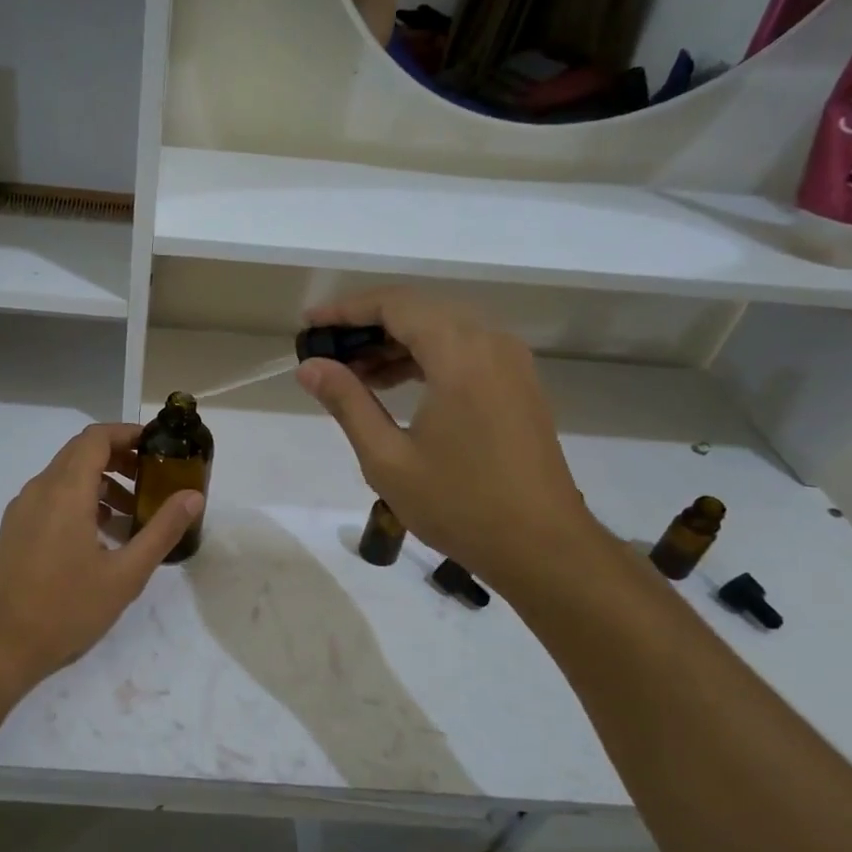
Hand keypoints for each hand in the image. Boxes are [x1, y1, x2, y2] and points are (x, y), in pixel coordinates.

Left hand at [0, 423, 202, 691]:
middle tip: (152, 481)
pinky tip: (100, 538)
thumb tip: (193, 496)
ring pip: (65, 478)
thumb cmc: (65, 609)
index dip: (128, 434)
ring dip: (100, 483)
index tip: (157, 447)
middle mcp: (39, 490)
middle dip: (119, 459)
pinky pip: (50, 499)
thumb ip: (161, 530)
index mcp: (65, 491)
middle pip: (80, 453)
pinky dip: (79, 502)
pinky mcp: (13, 531)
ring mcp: (21, 511)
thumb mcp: (125, 574)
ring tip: (131, 516)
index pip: (96, 438)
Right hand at [296, 287, 602, 592]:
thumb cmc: (459, 504)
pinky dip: (424, 357)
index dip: (347, 309)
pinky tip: (394, 386)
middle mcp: (490, 343)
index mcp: (459, 354)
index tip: (309, 323)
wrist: (542, 547)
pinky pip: (463, 350)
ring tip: (352, 373)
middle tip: (325, 351)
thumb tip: (310, 366)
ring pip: (442, 329)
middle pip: (419, 310)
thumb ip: (347, 402)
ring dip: (395, 342)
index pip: (395, 305)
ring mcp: (510, 362)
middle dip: (368, 325)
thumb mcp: (387, 458)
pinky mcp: (517, 383)